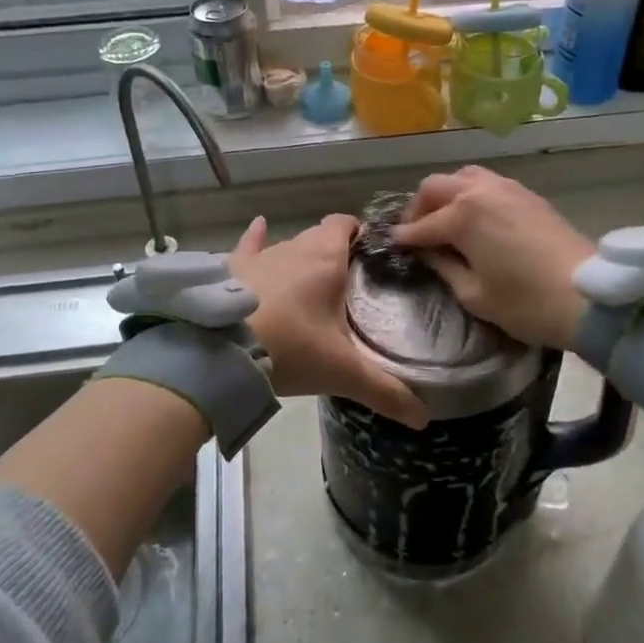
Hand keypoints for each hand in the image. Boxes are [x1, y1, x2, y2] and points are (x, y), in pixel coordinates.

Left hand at [229, 215, 428, 428]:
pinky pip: (248, 245)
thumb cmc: (290, 348)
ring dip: (301, 256)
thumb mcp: (342, 372)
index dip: (361, 233)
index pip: (347, 224)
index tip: (373, 255)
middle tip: (350, 279)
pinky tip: (259, 226)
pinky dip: (256, 238)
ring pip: (289, 245)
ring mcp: (260, 256)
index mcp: (327, 258)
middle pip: (321, 236)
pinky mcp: (231, 269)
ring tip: (313, 279)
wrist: (220, 351)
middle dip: (335, 250)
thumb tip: (424, 418)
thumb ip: (384, 391)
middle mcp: (294, 247)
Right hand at [389, 166, 594, 350]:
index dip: (404, 238)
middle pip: (435, 187)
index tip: (392, 246)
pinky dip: (470, 193)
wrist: (588, 296)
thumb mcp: (474, 294)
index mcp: (462, 215)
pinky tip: (474, 217)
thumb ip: (444, 268)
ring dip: (446, 194)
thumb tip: (428, 254)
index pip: (421, 225)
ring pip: (462, 176)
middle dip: (419, 208)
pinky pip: (487, 182)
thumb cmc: (526, 302)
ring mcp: (506, 188)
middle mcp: (480, 191)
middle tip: (416, 232)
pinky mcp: (527, 194)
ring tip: (445, 219)